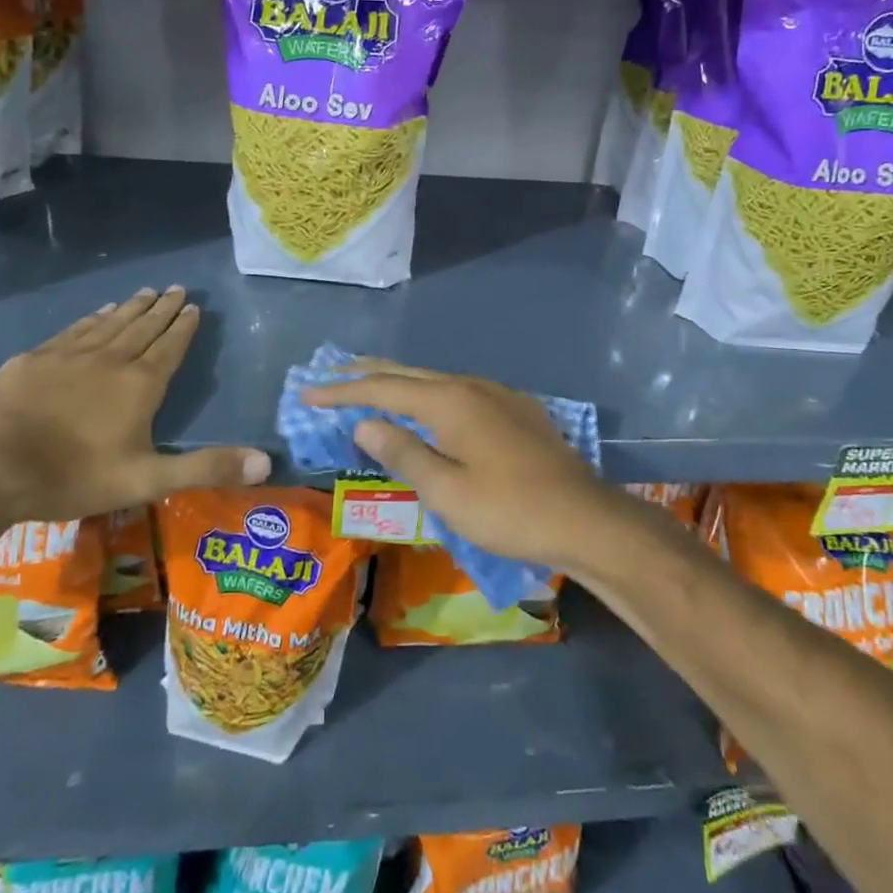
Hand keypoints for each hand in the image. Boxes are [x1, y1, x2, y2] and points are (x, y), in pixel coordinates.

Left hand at [0, 288, 269, 523]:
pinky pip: (74, 330)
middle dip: (163, 309)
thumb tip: (267, 462)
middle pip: (143, 327)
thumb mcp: (147, 480)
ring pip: (109, 323)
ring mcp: (68, 355)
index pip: (170, 346)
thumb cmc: (72, 477)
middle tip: (177, 289)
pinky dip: (92, 318)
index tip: (194, 306)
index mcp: (140, 384)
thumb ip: (206, 468)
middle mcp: (109, 359)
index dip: (184, 327)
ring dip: (131, 308)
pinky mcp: (33, 360)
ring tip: (146, 292)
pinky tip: (97, 312)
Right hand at [301, 359, 623, 568]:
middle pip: (408, 374)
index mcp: (449, 401)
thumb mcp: (446, 491)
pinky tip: (430, 408)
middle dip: (367, 375)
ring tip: (372, 387)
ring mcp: (498, 394)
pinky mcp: (516, 410)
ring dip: (400, 383)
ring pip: (436, 380)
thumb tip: (364, 423)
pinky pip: (459, 392)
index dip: (342, 391)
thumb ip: (403, 453)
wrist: (585, 518)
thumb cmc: (509, 510)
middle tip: (331, 376)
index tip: (308, 394)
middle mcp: (471, 386)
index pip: (383, 389)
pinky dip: (430, 395)